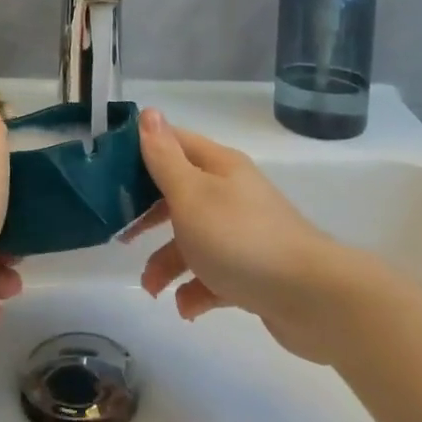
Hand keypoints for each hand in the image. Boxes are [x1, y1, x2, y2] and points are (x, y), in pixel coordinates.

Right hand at [124, 108, 358, 362]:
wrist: (312, 299)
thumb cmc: (242, 239)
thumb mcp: (192, 195)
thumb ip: (165, 158)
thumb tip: (148, 112)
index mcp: (218, 167)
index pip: (174, 144)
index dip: (141, 153)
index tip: (108, 174)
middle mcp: (231, 194)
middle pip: (180, 193)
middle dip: (148, 214)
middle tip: (121, 234)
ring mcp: (244, 234)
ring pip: (194, 238)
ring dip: (168, 261)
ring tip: (152, 289)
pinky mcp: (253, 273)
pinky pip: (215, 276)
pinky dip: (196, 290)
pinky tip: (186, 308)